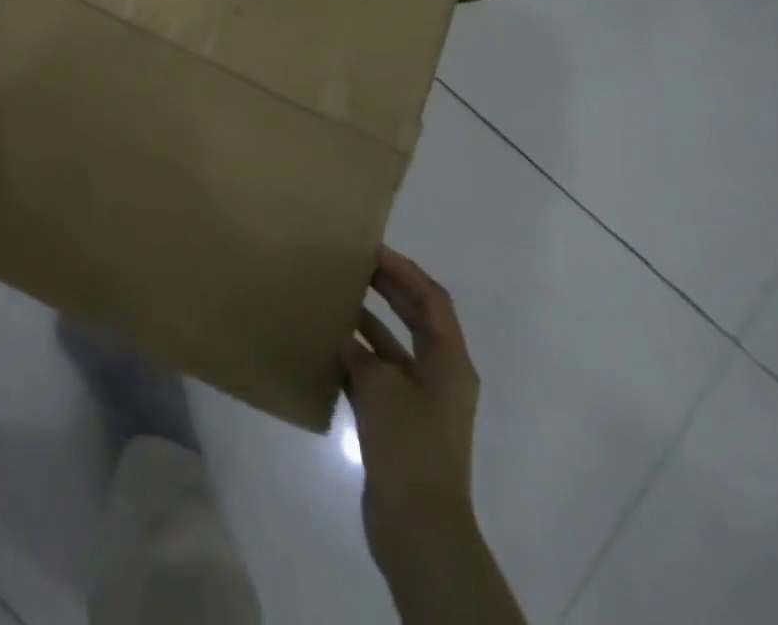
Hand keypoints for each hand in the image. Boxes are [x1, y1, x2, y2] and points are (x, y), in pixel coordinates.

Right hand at [342, 248, 522, 622]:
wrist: (418, 528)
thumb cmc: (409, 447)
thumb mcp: (381, 387)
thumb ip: (361, 353)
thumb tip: (344, 338)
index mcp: (449, 362)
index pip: (431, 299)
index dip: (404, 270)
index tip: (372, 250)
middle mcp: (440, 375)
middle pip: (417, 318)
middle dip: (389, 289)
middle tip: (355, 265)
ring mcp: (420, 401)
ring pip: (394, 347)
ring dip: (369, 322)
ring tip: (335, 299)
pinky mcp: (400, 422)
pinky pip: (379, 376)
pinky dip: (357, 358)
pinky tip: (328, 346)